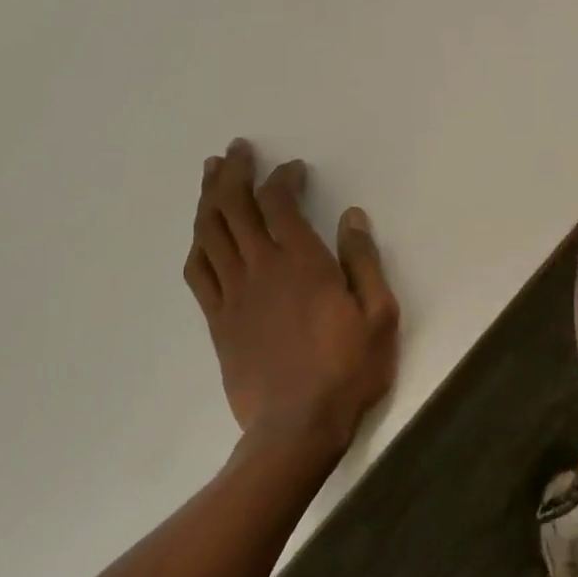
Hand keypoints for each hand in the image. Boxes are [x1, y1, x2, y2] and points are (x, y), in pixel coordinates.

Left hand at [183, 139, 399, 460]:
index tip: (293, 169)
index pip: (280, 203)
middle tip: (236, 150)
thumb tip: (351, 217)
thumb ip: (364, 262)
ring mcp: (233, 294)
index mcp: (302, 263)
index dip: (282, 178)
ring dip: (208, 198)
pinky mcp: (218, 320)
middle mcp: (261, 269)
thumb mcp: (379, 314)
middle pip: (235, 208)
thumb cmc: (348, 369)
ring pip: (210, 233)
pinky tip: (201, 232)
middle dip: (234, 173)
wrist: (298, 426)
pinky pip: (198, 272)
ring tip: (211, 173)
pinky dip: (198, 243)